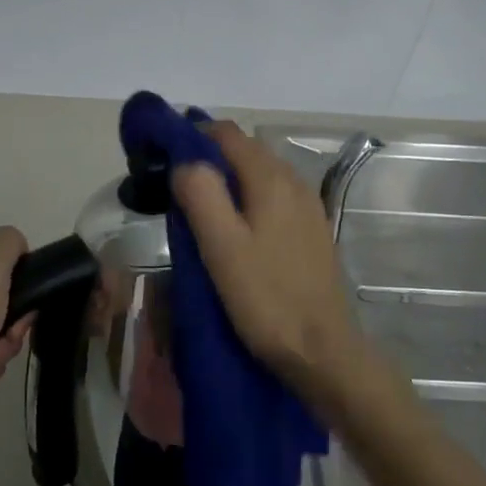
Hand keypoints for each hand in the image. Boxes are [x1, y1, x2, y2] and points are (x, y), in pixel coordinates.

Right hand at [171, 122, 361, 396]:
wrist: (323, 352)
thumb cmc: (266, 299)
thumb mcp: (222, 247)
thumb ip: (201, 194)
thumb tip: (184, 160)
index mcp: (271, 179)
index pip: (226, 133)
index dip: (192, 135)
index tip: (162, 155)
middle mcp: (294, 182)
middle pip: (245, 149)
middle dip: (208, 156)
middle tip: (174, 184)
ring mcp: (308, 206)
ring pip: (260, 173)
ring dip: (228, 178)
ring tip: (198, 206)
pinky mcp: (312, 230)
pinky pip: (273, 196)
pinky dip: (248, 198)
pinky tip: (234, 228)